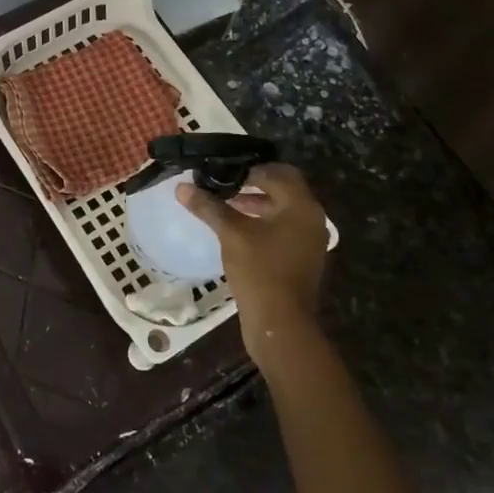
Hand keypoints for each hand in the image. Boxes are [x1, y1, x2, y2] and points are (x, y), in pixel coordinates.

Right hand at [175, 163, 334, 362]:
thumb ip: (209, 206)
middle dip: (252, 183)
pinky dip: (263, 221)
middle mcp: (312, 217)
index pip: (275, 172)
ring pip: (282, 208)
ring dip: (256, 202)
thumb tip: (181, 187)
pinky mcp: (302, 256)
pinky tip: (237, 228)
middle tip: (222, 183)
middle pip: (282, 187)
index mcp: (301, 206)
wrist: (281, 324)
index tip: (220, 171)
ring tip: (225, 203)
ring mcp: (309, 239)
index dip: (247, 168)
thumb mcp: (231, 233)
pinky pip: (283, 227)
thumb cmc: (259, 271)